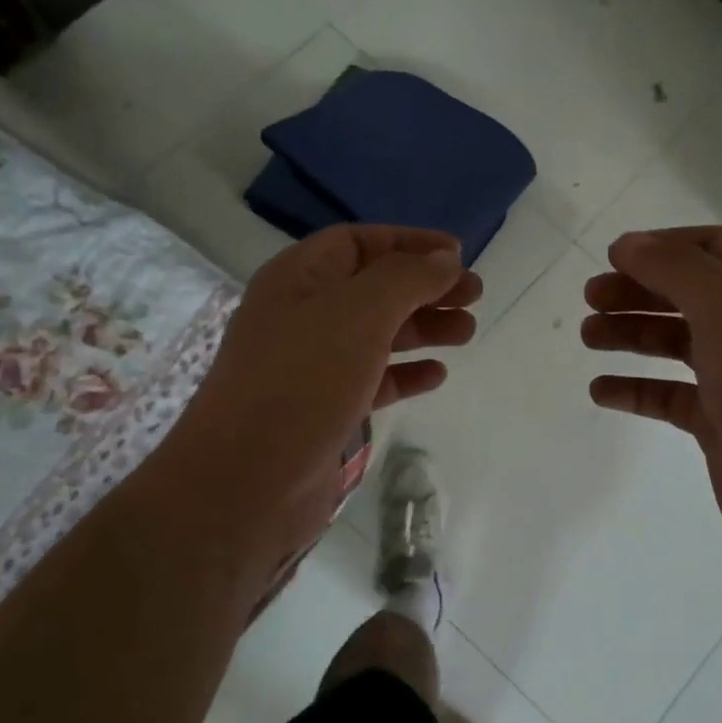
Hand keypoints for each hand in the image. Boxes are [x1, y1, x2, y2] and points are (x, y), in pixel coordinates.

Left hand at [173, 226, 478, 562]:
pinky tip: (437, 375)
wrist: (247, 480)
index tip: (457, 254)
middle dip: (425, 287)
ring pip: (377, 334)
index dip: (409, 242)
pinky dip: (406, 373)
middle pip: (374, 287)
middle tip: (474, 296)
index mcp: (299, 278)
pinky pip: (373, 379)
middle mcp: (303, 315)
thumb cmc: (302, 380)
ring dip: (423, 328)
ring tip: (467, 332)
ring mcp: (312, 365)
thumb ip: (407, 278)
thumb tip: (445, 258)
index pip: (358, 242)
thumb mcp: (359, 313)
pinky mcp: (325, 408)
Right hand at [582, 227, 721, 561]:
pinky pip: (669, 396)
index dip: (665, 246)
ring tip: (589, 336)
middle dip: (639, 291)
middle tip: (591, 297)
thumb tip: (627, 243)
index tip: (615, 256)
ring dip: (632, 334)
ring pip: (676, 344)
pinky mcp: (720, 423)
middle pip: (689, 295)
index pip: (715, 248)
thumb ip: (676, 269)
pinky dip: (635, 389)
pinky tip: (600, 390)